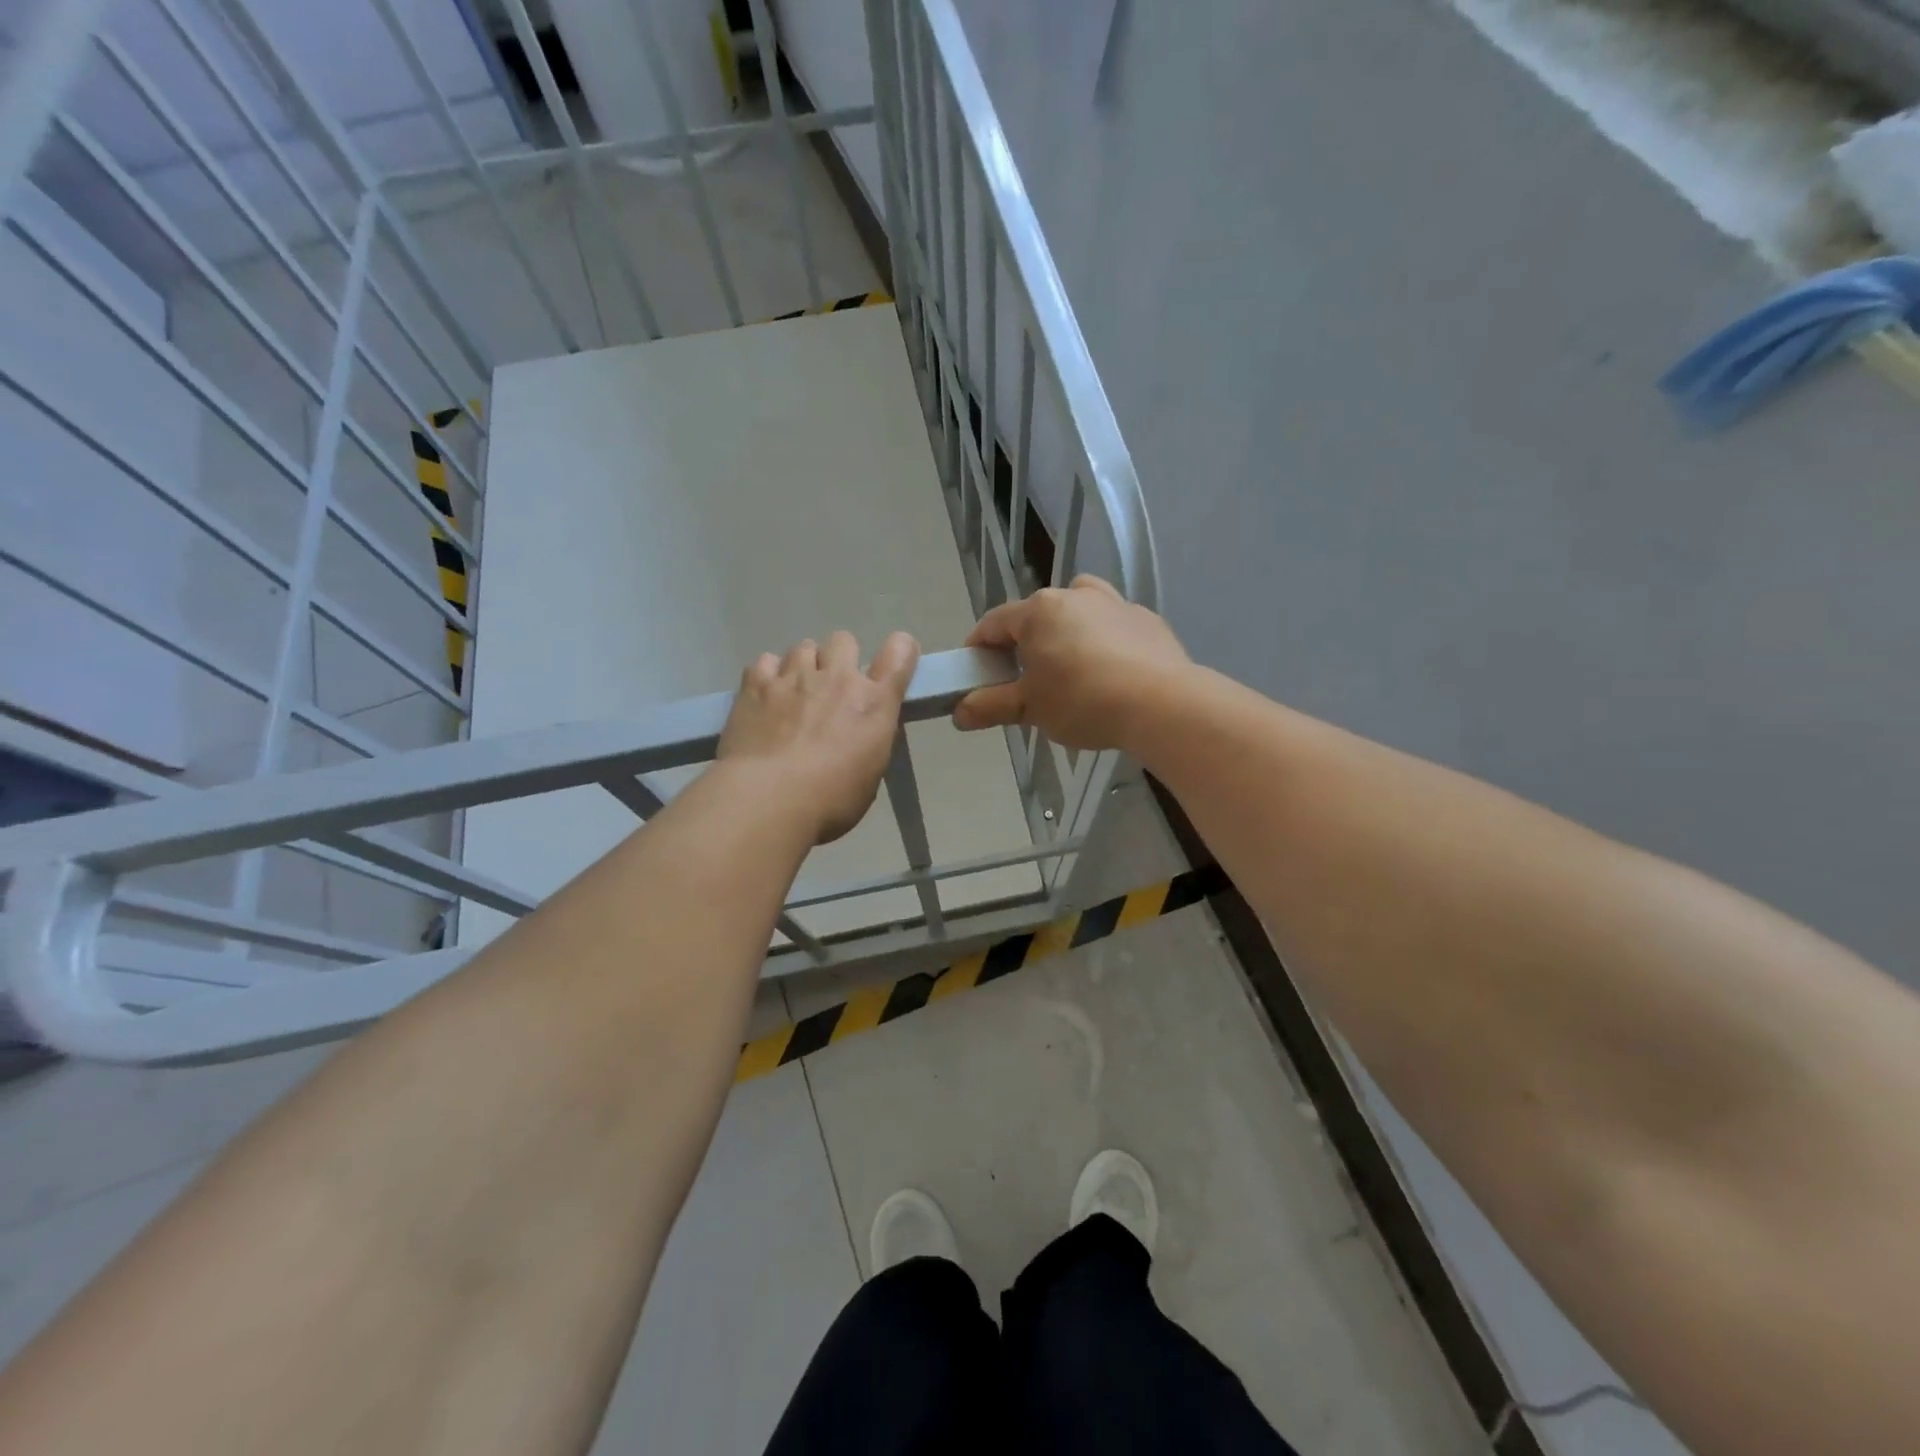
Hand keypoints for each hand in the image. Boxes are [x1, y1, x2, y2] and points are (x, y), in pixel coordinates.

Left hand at [719, 630, 920, 843]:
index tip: (894, 662)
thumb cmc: (830, 800)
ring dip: (804, 665)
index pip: (899, 654)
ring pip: (803, 647)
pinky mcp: (756, 684)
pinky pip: (765, 661)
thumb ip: (870, 739)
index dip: (900, 651)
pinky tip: (765, 695)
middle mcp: (837, 678)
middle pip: (844, 640)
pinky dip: (768, 674)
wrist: (769, 800)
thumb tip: (861, 731)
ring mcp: (794, 677)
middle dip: (840, 658)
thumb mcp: (871, 773)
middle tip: (831, 687)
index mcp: (873, 703)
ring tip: (794, 693)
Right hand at [952, 576, 1192, 751]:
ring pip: (1078, 611)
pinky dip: (1103, 642)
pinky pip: (1113, 626)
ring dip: (1067, 633)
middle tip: (1025, 681)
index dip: (978, 649)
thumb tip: (959, 712)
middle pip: (1037, 615)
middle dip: (1025, 644)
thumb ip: (990, 706)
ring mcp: (1115, 603)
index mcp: (1038, 611)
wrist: (1162, 704)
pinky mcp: (1147, 620)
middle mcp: (1075, 595)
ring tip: (1071, 670)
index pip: (993, 624)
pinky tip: (1112, 674)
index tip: (976, 675)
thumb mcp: (1030, 709)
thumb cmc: (1083, 701)